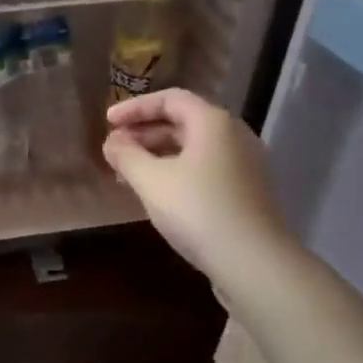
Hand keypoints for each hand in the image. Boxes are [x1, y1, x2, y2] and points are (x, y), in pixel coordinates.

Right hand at [102, 88, 289, 279]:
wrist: (254, 263)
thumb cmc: (198, 211)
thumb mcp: (151, 181)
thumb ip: (126, 155)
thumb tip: (112, 141)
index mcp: (213, 122)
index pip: (170, 99)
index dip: (135, 107)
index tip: (107, 122)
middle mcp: (233, 135)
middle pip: (183, 121)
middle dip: (145, 132)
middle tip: (115, 149)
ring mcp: (245, 164)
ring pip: (194, 147)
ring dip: (159, 154)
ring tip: (130, 173)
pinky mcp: (247, 191)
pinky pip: (205, 168)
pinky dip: (178, 170)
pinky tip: (159, 193)